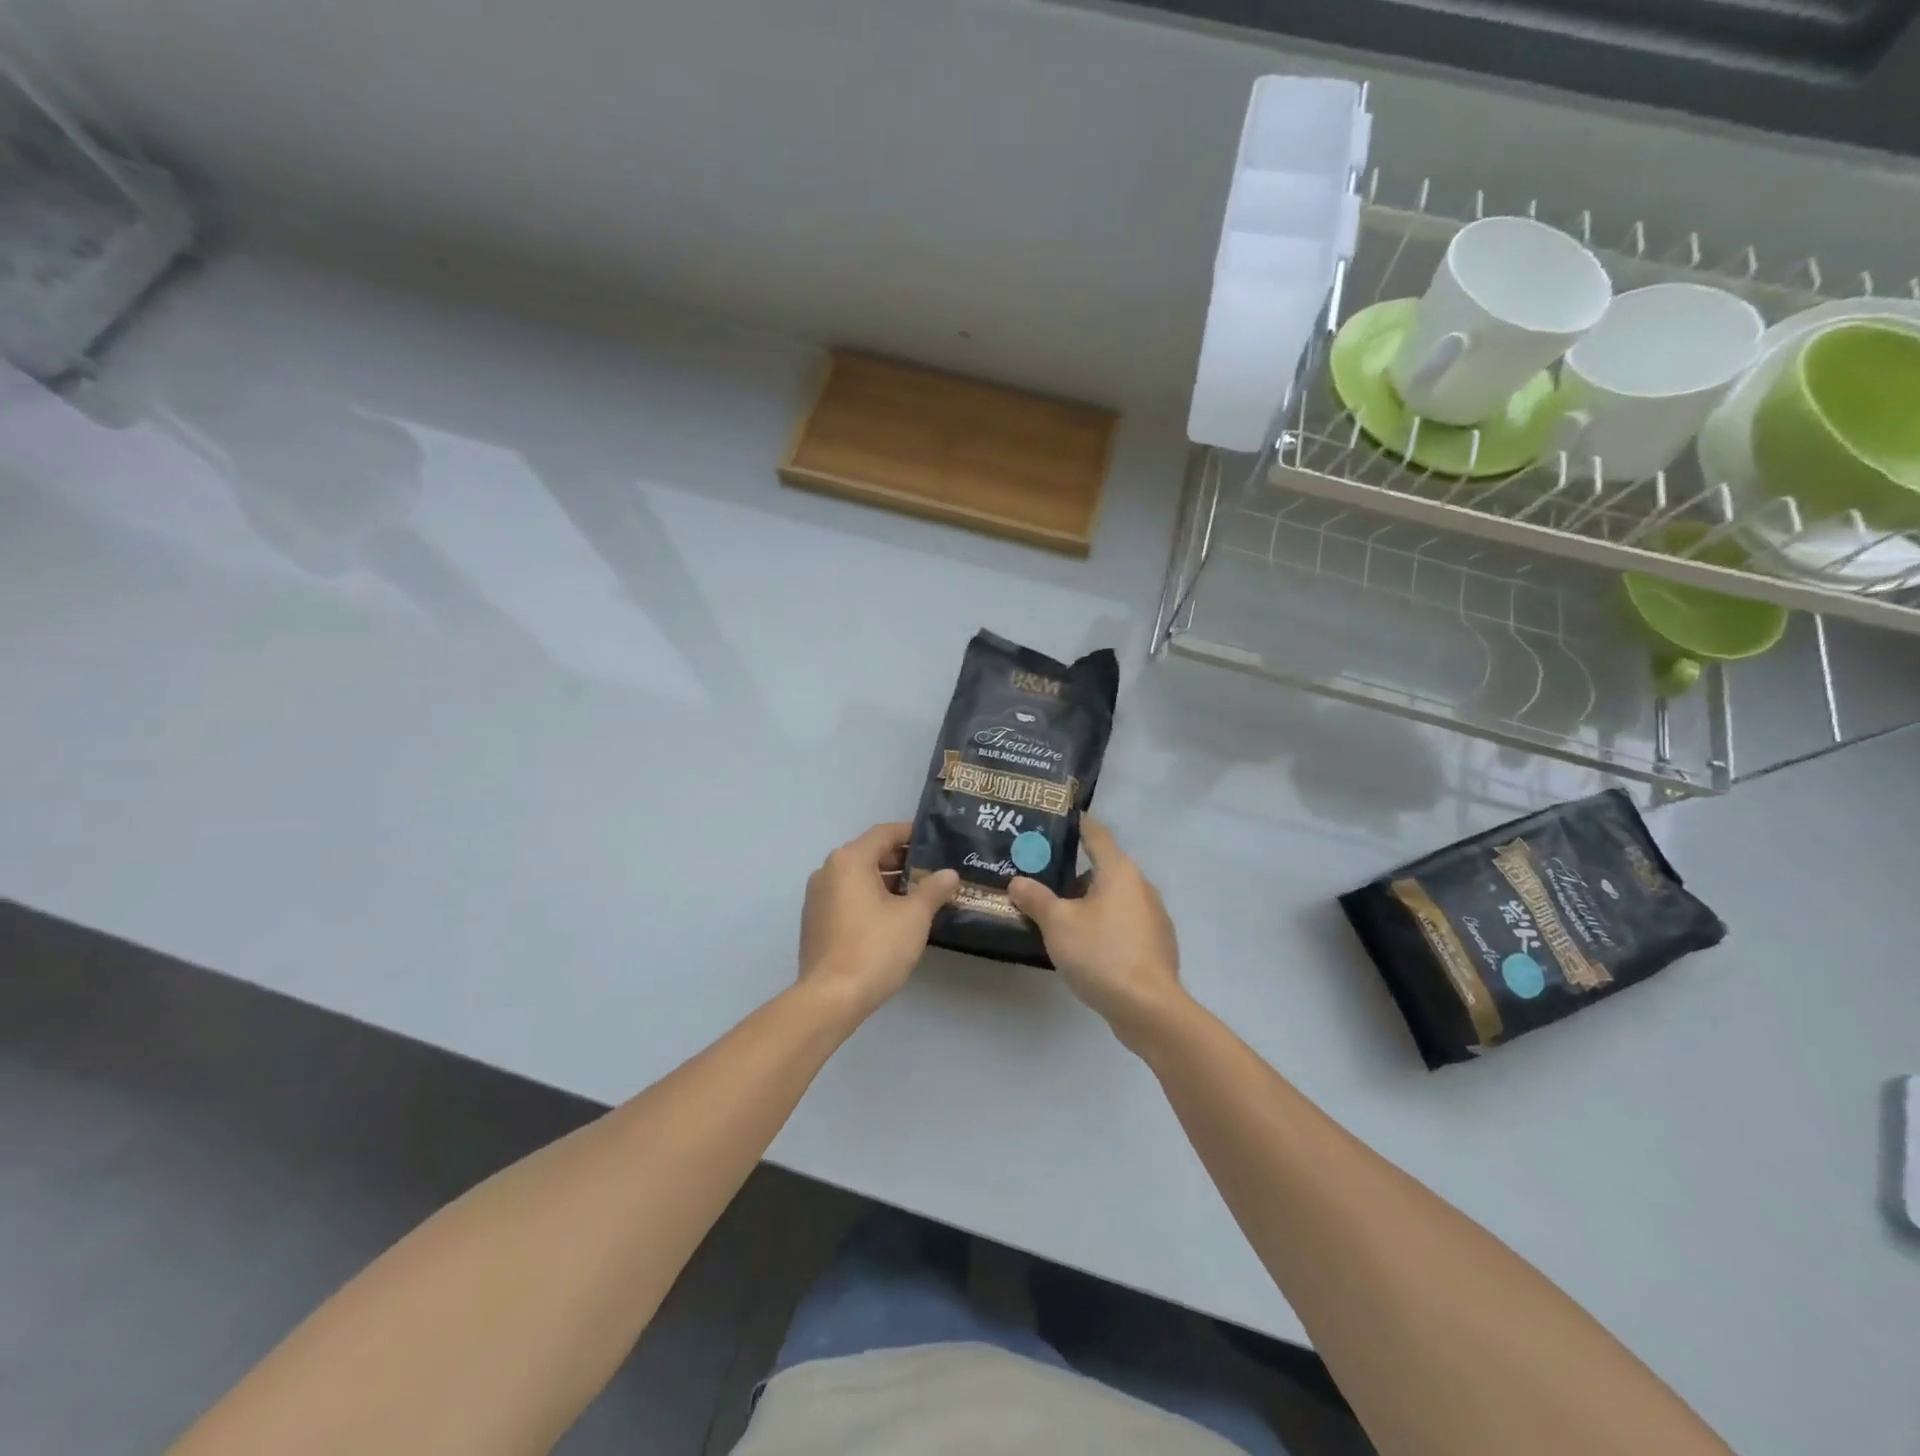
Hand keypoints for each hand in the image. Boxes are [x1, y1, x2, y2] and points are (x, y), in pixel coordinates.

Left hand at [798, 822, 958, 1021]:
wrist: (831, 998)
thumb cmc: (875, 948)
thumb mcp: (914, 917)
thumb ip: (933, 890)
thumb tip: (949, 874)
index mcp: (849, 860)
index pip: (884, 833)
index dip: (911, 833)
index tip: (935, 840)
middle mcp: (828, 871)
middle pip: (869, 853)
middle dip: (901, 860)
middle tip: (933, 870)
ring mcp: (817, 897)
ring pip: (858, 877)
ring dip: (887, 881)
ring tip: (919, 894)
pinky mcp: (815, 921)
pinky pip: (847, 897)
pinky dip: (870, 898)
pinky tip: (893, 916)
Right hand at [1008, 818, 1186, 1047]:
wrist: (1148, 1008)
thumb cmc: (1101, 954)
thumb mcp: (1058, 924)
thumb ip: (1035, 898)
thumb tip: (1018, 881)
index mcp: (1119, 871)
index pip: (1096, 834)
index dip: (1077, 825)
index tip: (1057, 820)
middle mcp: (1141, 886)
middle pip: (1102, 868)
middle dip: (1072, 873)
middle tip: (1040, 877)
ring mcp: (1153, 917)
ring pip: (1112, 898)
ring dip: (1087, 902)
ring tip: (1056, 914)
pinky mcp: (1156, 945)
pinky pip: (1122, 923)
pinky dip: (1102, 924)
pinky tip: (1083, 945)